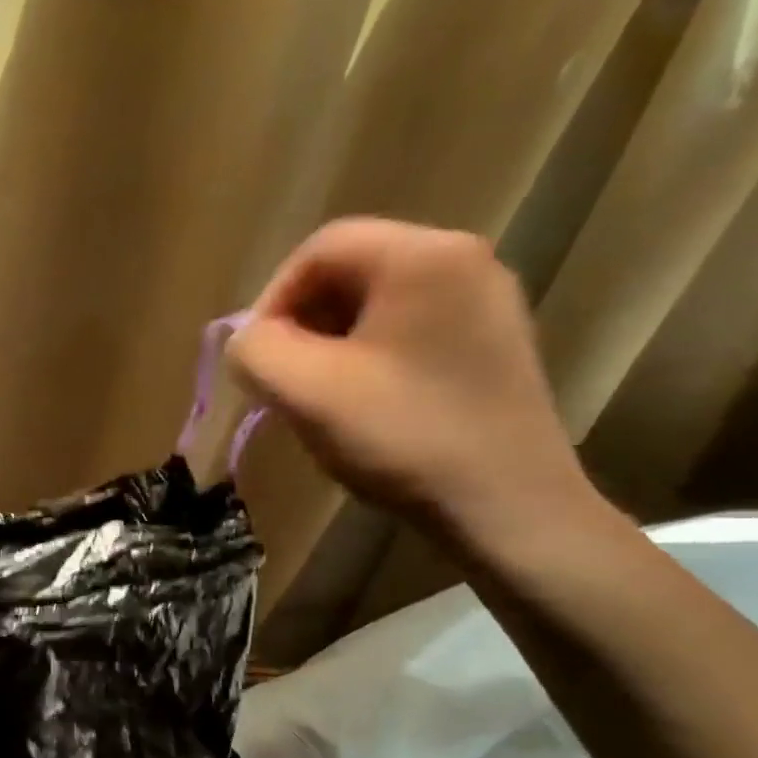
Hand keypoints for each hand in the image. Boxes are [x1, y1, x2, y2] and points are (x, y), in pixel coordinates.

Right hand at [226, 218, 595, 550]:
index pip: (320, 249)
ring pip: (379, 305)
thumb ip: (254, 351)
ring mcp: (487, 303)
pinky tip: (364, 406)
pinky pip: (410, 331)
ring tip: (316, 397)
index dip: (272, 299)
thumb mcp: (305, 392)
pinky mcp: (494, 344)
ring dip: (331, 344)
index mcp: (422, 255)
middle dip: (302, 324)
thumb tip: (247, 341)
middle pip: (352, 272)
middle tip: (282, 380)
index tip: (255, 358)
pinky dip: (370, 358)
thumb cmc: (404, 437)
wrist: (510, 508)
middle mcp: (464, 260)